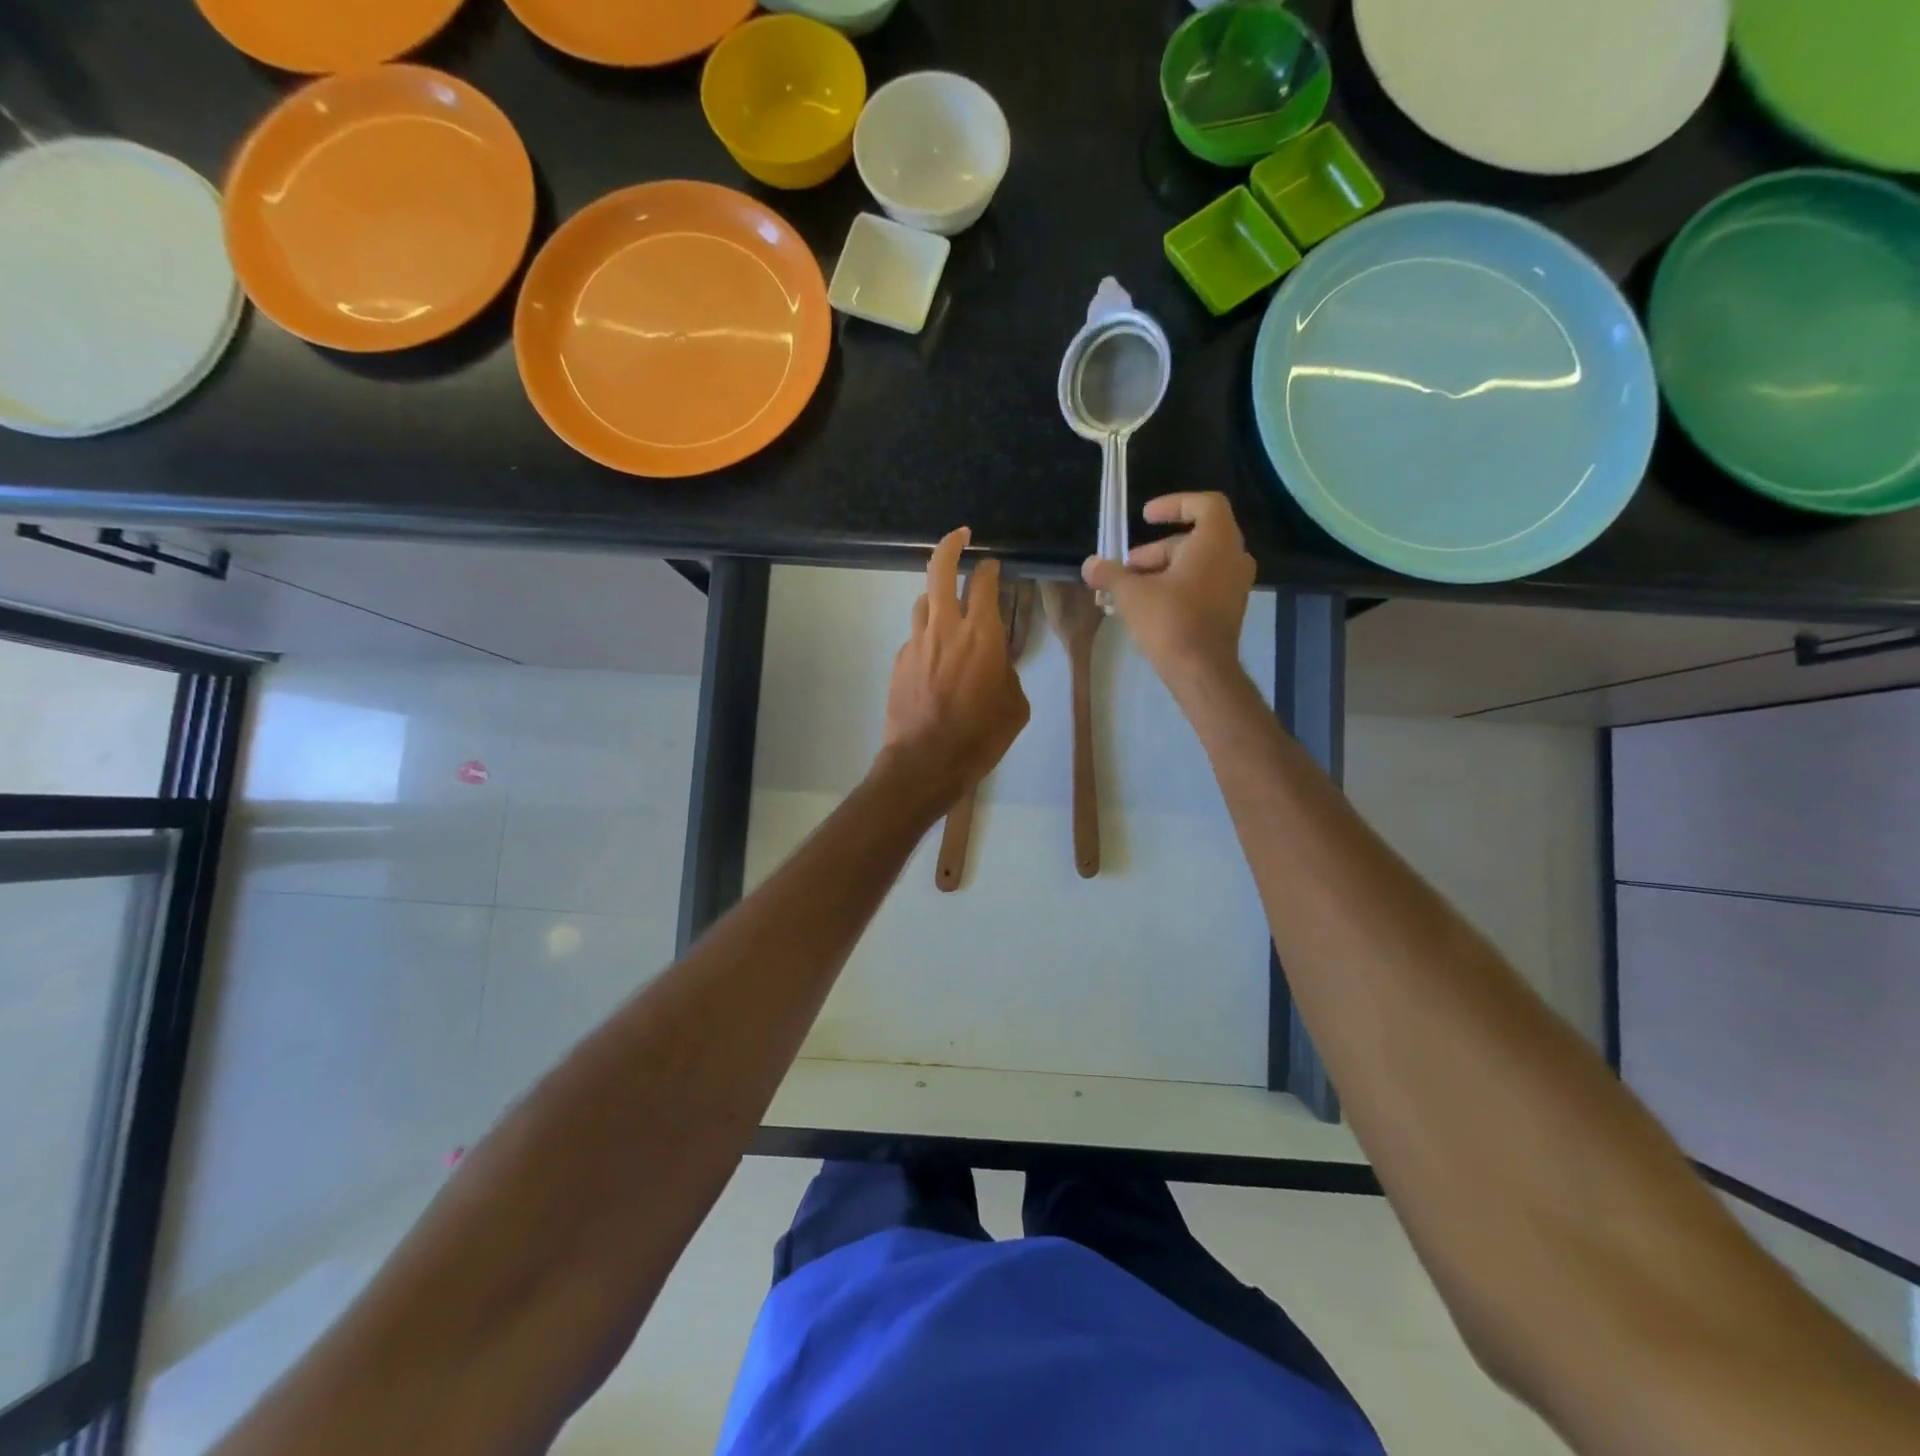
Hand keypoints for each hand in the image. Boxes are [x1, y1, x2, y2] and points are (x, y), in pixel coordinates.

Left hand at [882, 527, 1030, 802]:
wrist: (925, 762)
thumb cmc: (980, 736)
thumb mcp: (1014, 706)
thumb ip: (1006, 673)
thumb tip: (996, 663)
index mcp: (981, 634)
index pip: (984, 583)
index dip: (990, 569)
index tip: (994, 565)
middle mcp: (945, 628)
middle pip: (940, 570)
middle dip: (951, 546)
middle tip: (960, 538)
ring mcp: (917, 643)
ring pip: (923, 602)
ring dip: (938, 599)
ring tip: (949, 613)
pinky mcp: (899, 662)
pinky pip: (916, 638)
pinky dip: (928, 639)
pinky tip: (936, 663)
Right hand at [1082, 492, 1255, 687]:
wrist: (1201, 670)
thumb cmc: (1170, 621)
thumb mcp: (1131, 593)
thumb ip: (1110, 573)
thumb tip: (1090, 565)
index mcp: (1216, 541)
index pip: (1204, 504)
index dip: (1174, 504)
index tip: (1146, 516)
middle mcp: (1234, 556)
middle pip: (1194, 538)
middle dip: (1157, 549)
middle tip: (1127, 567)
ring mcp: (1236, 584)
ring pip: (1198, 563)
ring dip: (1165, 569)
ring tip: (1132, 588)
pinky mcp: (1231, 608)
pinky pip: (1204, 584)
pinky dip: (1179, 585)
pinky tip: (1150, 605)